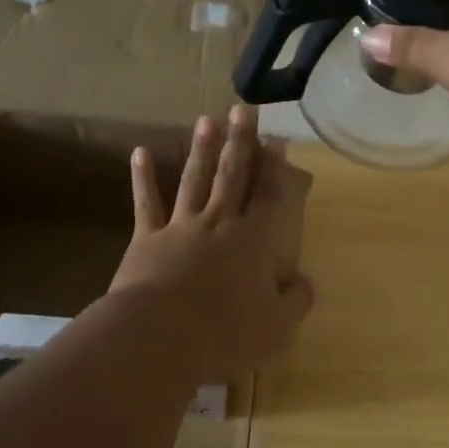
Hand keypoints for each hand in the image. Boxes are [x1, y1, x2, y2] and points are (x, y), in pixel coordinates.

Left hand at [109, 105, 314, 378]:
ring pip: (194, 180)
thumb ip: (295, 302)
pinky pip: (146, 203)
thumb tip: (308, 283)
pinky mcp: (147, 239)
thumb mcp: (275, 326)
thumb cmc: (224, 332)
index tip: (277, 141)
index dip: (275, 169)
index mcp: (252, 241)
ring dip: (202, 149)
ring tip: (208, 120)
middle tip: (243, 110)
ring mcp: (180, 227)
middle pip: (232, 176)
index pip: (268, 197)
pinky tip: (140, 153)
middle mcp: (218, 223)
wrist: (160, 336)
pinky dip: (143, 178)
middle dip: (241, 142)